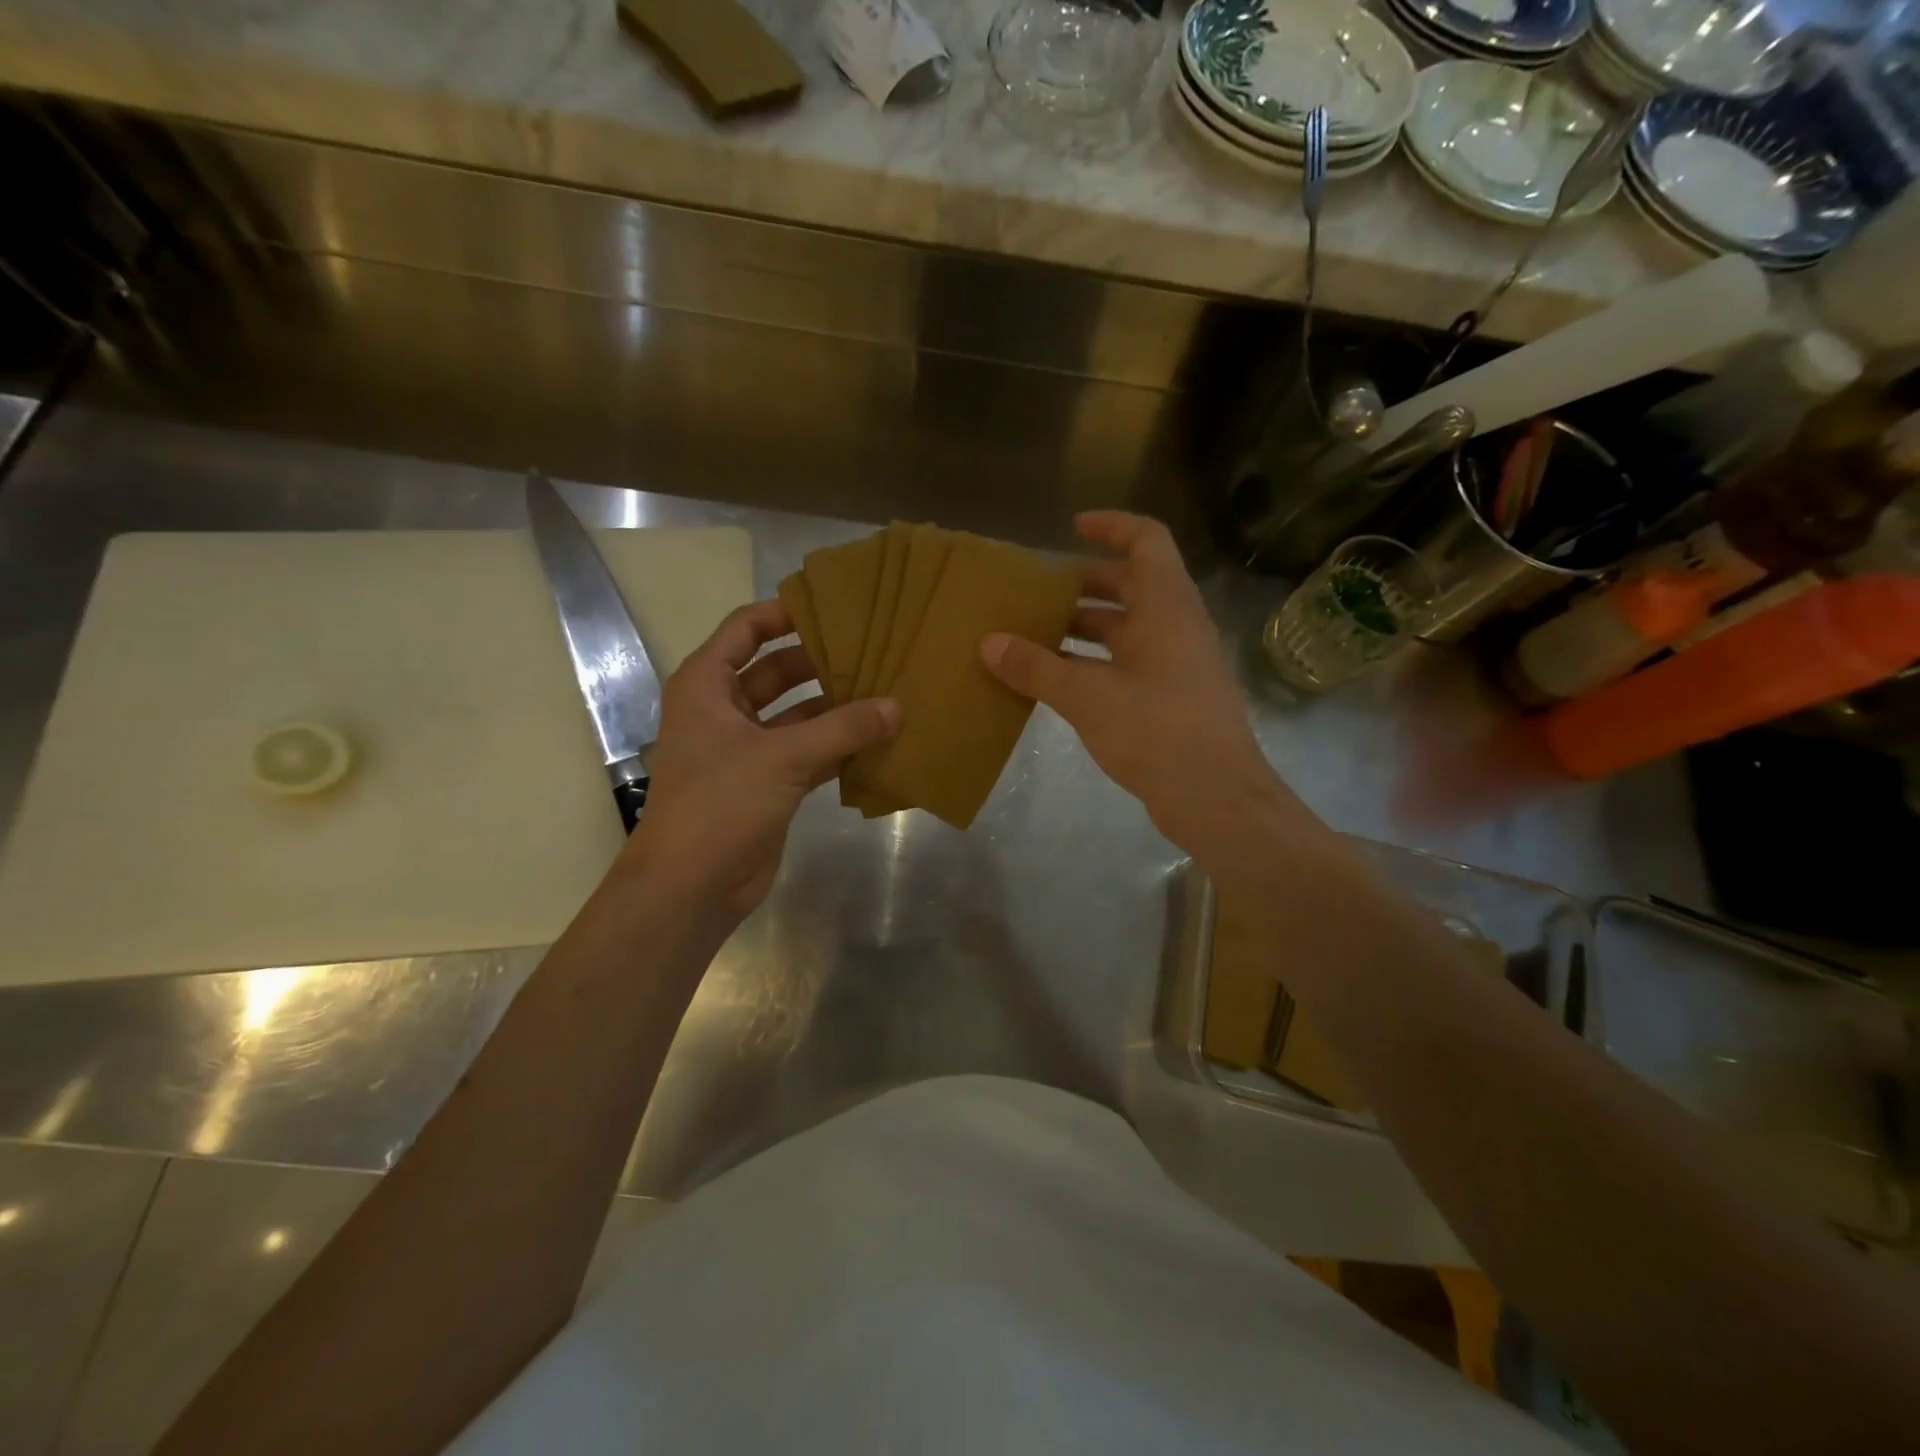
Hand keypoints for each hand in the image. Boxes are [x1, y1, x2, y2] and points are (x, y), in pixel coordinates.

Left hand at [623, 600, 898, 921]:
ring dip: (835, 708)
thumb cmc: (720, 803)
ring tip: (886, 691)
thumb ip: (842, 728)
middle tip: (875, 650)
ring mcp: (746, 749)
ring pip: (797, 715)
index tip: (835, 606)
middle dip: (822, 662)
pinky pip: (808, 752)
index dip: (785, 613)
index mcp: (706, 686)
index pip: (746, 629)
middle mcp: (724, 710)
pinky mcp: (768, 784)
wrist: (691, 886)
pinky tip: (878, 739)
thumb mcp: (782, 757)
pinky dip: (837, 747)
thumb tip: (896, 706)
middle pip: (777, 671)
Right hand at [981, 512, 1315, 874]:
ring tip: (1035, 634)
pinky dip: (1095, 661)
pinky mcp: (1173, 696)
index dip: (1112, 526)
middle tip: (1039, 592)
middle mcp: (1177, 625)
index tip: (1073, 528)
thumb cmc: (1156, 731)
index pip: (1146, 540)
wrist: (1216, 797)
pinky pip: (1129, 661)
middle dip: (1085, 584)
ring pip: (1128, 627)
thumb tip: (988, 643)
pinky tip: (1058, 680)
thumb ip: (1036, 667)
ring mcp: (1178, 662)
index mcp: (1166, 606)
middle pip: (1132, 584)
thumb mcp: (1087, 696)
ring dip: (1085, 627)